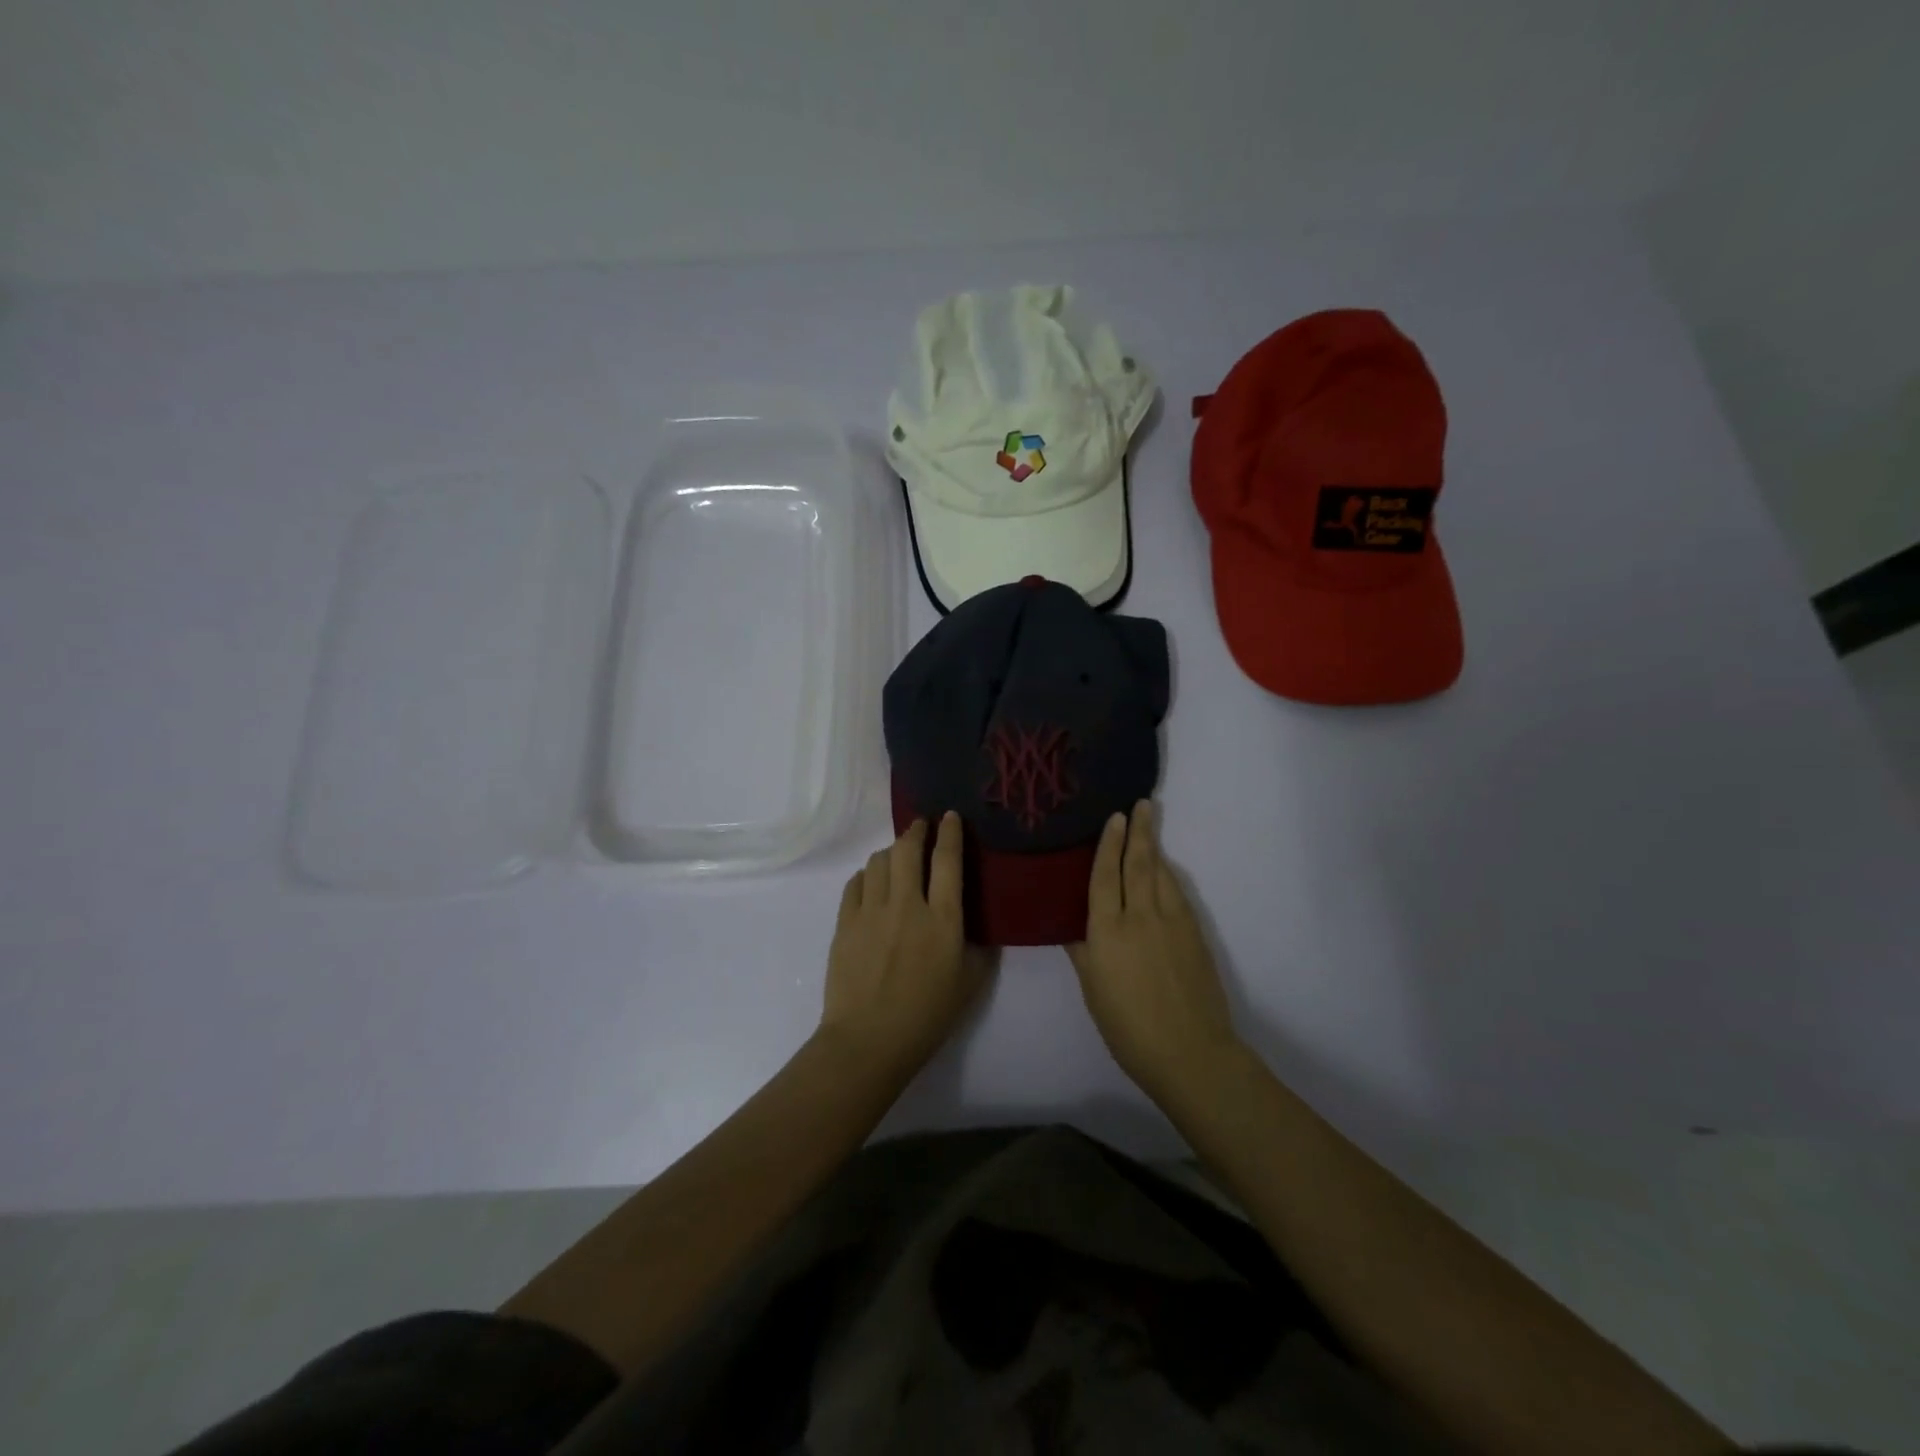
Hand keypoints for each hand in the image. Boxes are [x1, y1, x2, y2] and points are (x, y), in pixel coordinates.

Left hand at [819, 812, 995, 1082]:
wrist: (869, 1040)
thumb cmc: (927, 1016)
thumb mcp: (970, 983)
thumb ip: (979, 946)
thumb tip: (978, 924)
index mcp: (943, 919)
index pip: (948, 861)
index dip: (950, 833)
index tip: (950, 816)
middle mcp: (907, 905)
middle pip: (908, 850)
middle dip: (916, 831)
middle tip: (921, 826)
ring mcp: (871, 911)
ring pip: (879, 861)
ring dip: (892, 851)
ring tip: (898, 856)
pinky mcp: (845, 922)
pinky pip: (855, 882)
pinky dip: (867, 874)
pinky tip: (872, 882)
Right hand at [1067, 801, 1241, 1105]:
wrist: (1189, 1052)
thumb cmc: (1127, 1027)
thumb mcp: (1093, 989)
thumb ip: (1083, 951)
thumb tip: (1074, 925)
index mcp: (1107, 930)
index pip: (1105, 875)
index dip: (1108, 844)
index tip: (1114, 817)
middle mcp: (1139, 916)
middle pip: (1139, 864)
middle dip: (1139, 832)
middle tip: (1142, 804)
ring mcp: (1172, 923)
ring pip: (1162, 874)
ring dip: (1155, 848)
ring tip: (1150, 827)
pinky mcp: (1194, 934)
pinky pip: (1177, 894)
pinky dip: (1169, 876)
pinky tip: (1165, 872)